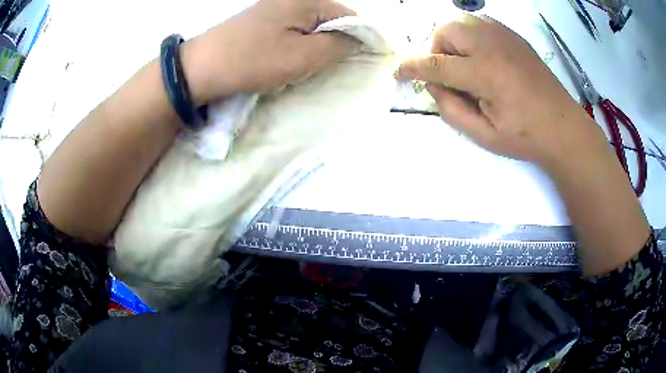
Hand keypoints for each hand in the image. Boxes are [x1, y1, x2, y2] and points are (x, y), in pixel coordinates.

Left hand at [183, 0, 359, 104]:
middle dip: (336, 43)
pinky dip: (299, 45)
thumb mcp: (303, 56)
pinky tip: (290, 58)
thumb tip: (359, 40)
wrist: (202, 67)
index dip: (361, 38)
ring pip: (313, 26)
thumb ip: (338, 46)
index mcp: (307, 0)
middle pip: (331, 20)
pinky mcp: (264, 19)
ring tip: (307, 65)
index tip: (362, 61)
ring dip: (316, 46)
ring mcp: (276, 7)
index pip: (350, 16)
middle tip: (329, 67)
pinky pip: (294, 30)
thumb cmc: (253, 60)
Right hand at [395, 14, 606, 167]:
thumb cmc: (525, 136)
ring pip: (461, 22)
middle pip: (445, 31)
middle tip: (450, 75)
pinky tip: (483, 56)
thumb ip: (451, 109)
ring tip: (467, 65)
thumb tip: (433, 86)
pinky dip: (471, 36)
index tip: (398, 72)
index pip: (435, 64)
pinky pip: (480, 23)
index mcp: (484, 73)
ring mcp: (504, 37)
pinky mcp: (513, 36)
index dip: (411, 67)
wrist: (563, 126)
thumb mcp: (484, 135)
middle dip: (437, 51)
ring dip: (454, 41)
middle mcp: (491, 45)